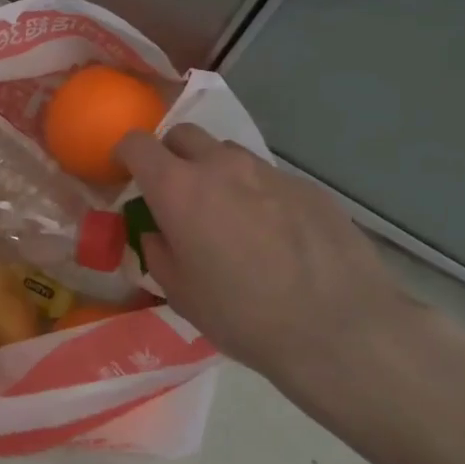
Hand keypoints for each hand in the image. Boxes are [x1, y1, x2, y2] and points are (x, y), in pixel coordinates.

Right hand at [114, 125, 420, 427]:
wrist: (340, 329)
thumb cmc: (243, 316)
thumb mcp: (180, 294)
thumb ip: (159, 253)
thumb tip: (160, 234)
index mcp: (178, 189)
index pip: (137, 144)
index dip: (124, 153)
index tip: (125, 172)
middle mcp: (221, 166)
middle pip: (184, 134)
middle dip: (171, 154)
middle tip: (175, 192)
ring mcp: (269, 172)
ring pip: (228, 154)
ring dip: (216, 172)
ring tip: (228, 214)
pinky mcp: (308, 187)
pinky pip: (268, 178)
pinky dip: (257, 194)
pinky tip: (274, 235)